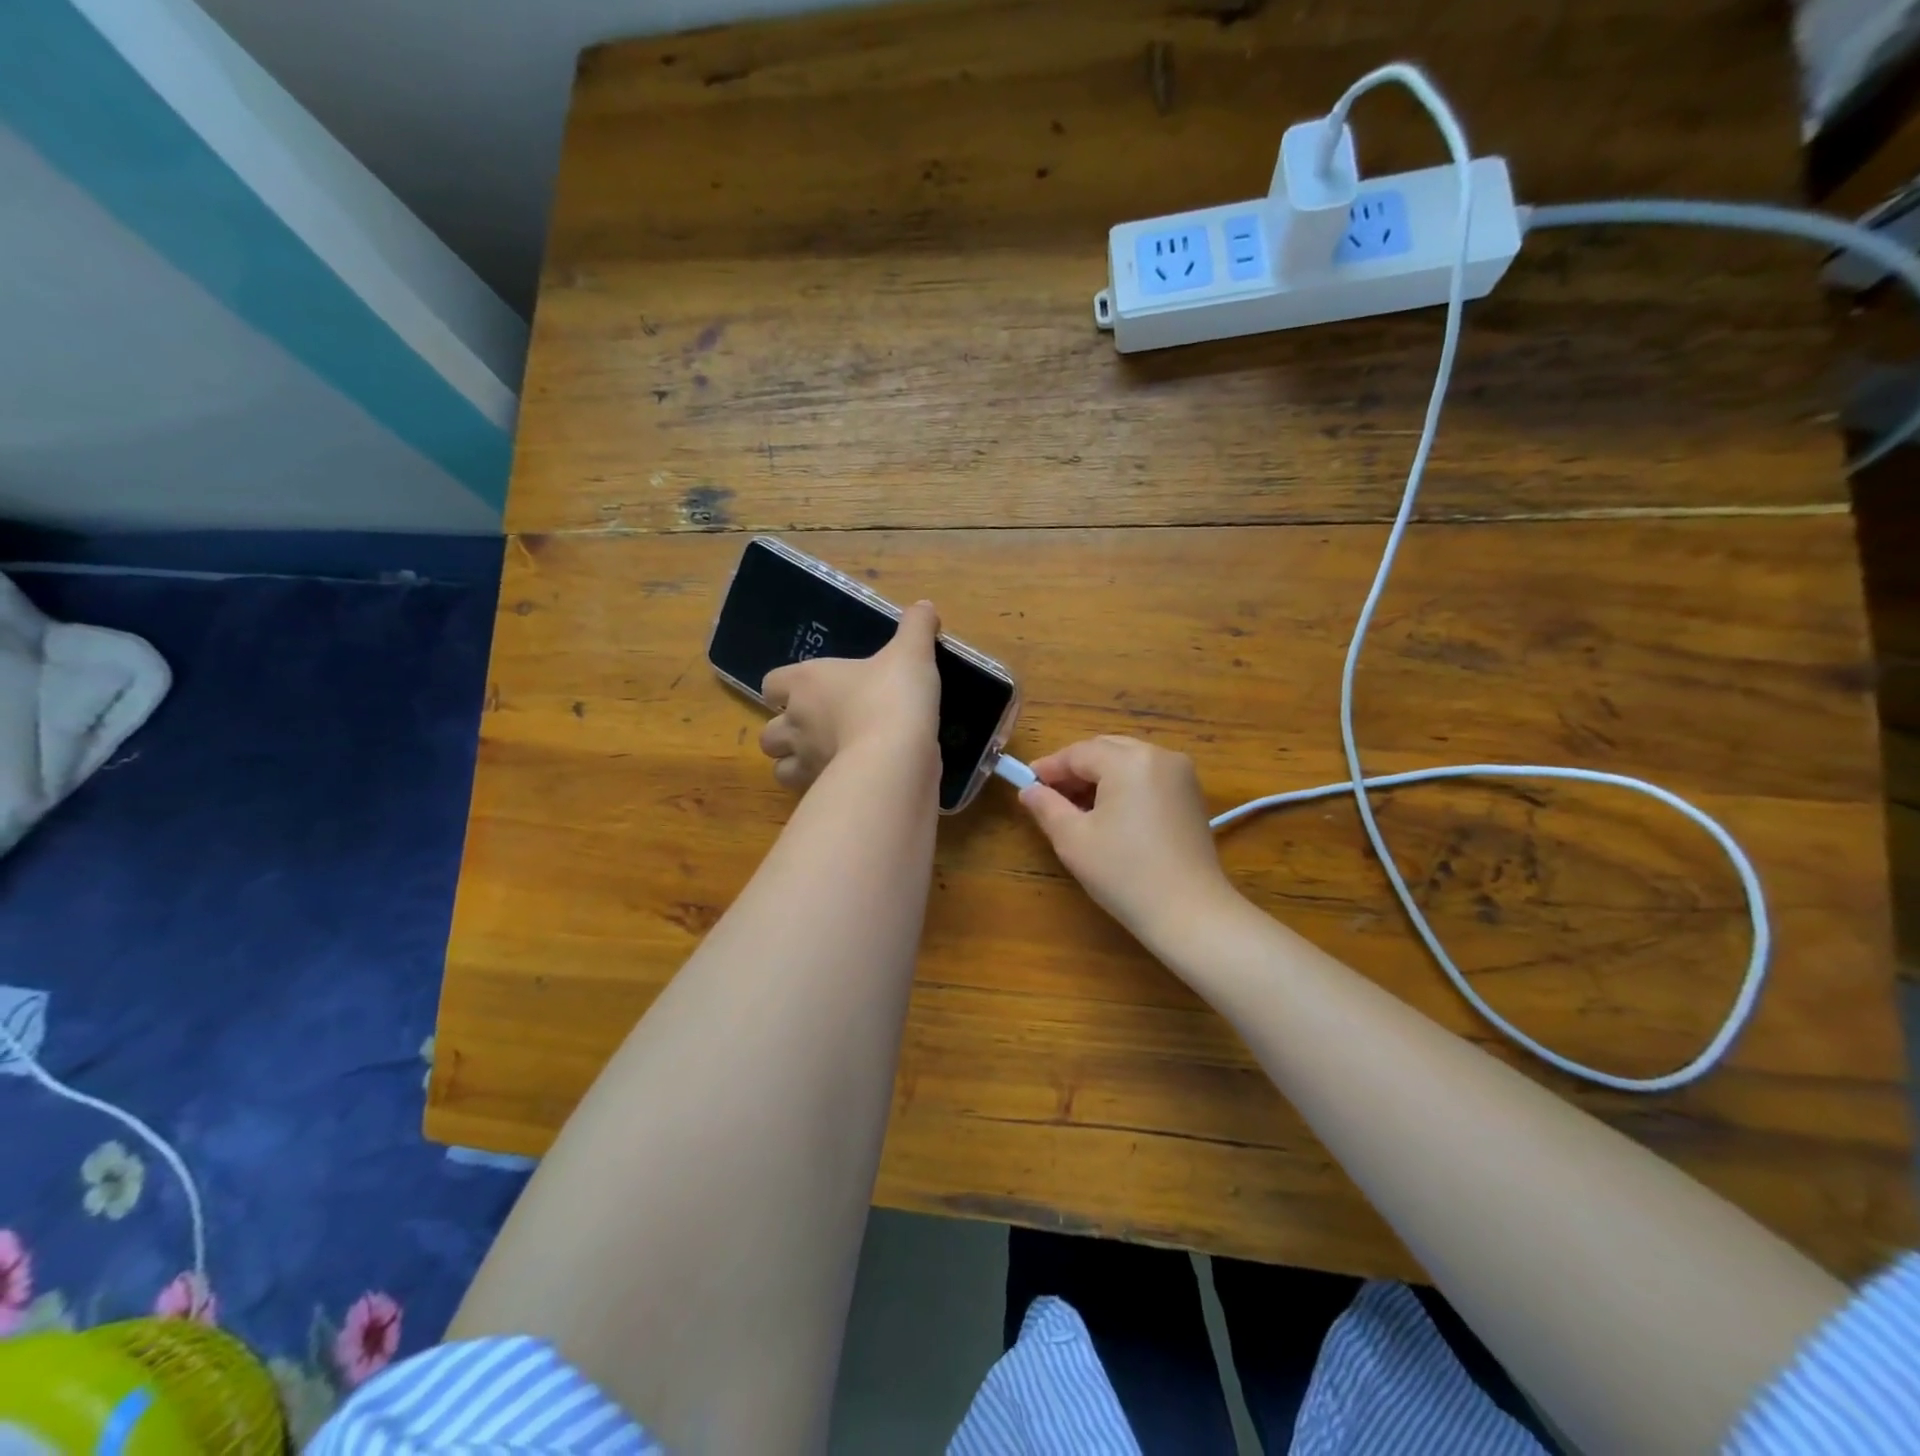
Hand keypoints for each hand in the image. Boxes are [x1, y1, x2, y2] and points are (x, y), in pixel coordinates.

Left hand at [759, 601, 941, 793]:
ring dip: (796, 765)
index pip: (772, 684)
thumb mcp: (912, 653)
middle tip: (817, 731)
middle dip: (786, 733)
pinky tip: (846, 782)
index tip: (807, 691)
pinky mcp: (821, 792)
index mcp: (807, 682)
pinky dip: (820, 789)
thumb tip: (925, 606)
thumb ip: (916, 627)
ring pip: (780, 769)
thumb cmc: (894, 695)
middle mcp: (796, 723)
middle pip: (769, 733)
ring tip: (825, 761)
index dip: (785, 689)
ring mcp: (805, 762)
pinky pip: (809, 793)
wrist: (896, 754)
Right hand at [1020, 736, 1239, 948]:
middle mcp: (1159, 756)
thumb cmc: (1124, 874)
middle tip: (1048, 794)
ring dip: (1099, 776)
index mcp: (1129, 761)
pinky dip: (1124, 785)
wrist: (1189, 913)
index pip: (1078, 753)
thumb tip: (1028, 790)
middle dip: (1075, 769)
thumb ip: (1047, 807)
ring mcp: (1181, 774)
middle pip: (1105, 750)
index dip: (1049, 767)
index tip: (1026, 782)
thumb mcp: (1074, 840)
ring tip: (1076, 806)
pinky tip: (1109, 813)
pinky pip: (1148, 776)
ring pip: (1128, 761)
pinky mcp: (1191, 795)